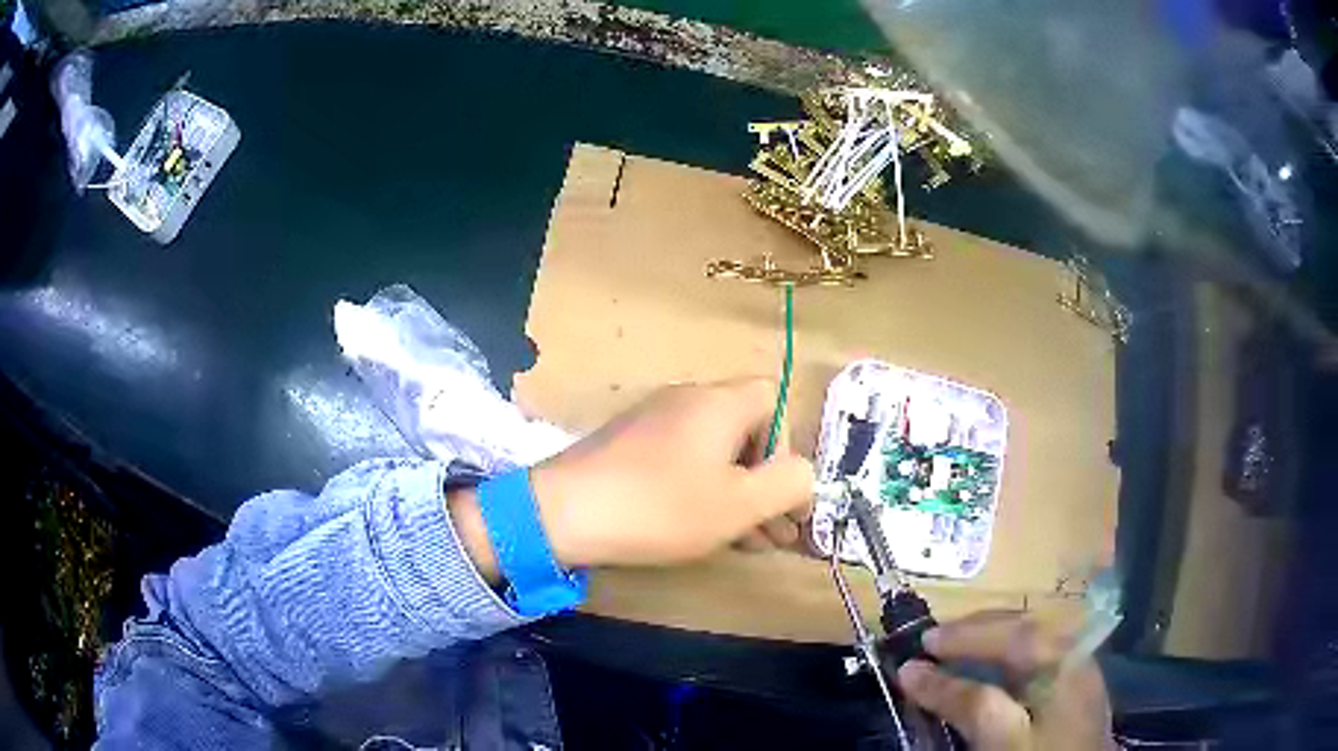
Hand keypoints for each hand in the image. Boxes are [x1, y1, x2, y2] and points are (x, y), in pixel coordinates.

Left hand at [529, 379, 814, 567]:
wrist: (563, 512)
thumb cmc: (661, 506)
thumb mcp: (739, 504)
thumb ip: (788, 484)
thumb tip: (804, 474)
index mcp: (719, 402)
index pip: (774, 400)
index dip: (786, 447)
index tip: (781, 495)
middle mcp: (687, 400)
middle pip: (745, 431)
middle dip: (766, 483)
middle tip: (775, 534)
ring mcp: (653, 421)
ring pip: (714, 453)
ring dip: (738, 494)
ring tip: (748, 544)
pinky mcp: (628, 446)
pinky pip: (682, 461)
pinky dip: (702, 491)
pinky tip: (703, 530)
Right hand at [897, 611, 1112, 750]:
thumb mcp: (1000, 735)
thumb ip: (964, 701)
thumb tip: (912, 670)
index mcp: (1062, 656)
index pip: (1006, 634)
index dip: (960, 638)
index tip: (920, 644)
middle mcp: (1072, 652)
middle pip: (1022, 626)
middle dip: (976, 630)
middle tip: (933, 641)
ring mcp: (1076, 670)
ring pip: (1029, 640)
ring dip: (989, 642)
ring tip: (955, 652)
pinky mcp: (1072, 691)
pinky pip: (1034, 660)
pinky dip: (1004, 660)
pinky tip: (990, 674)